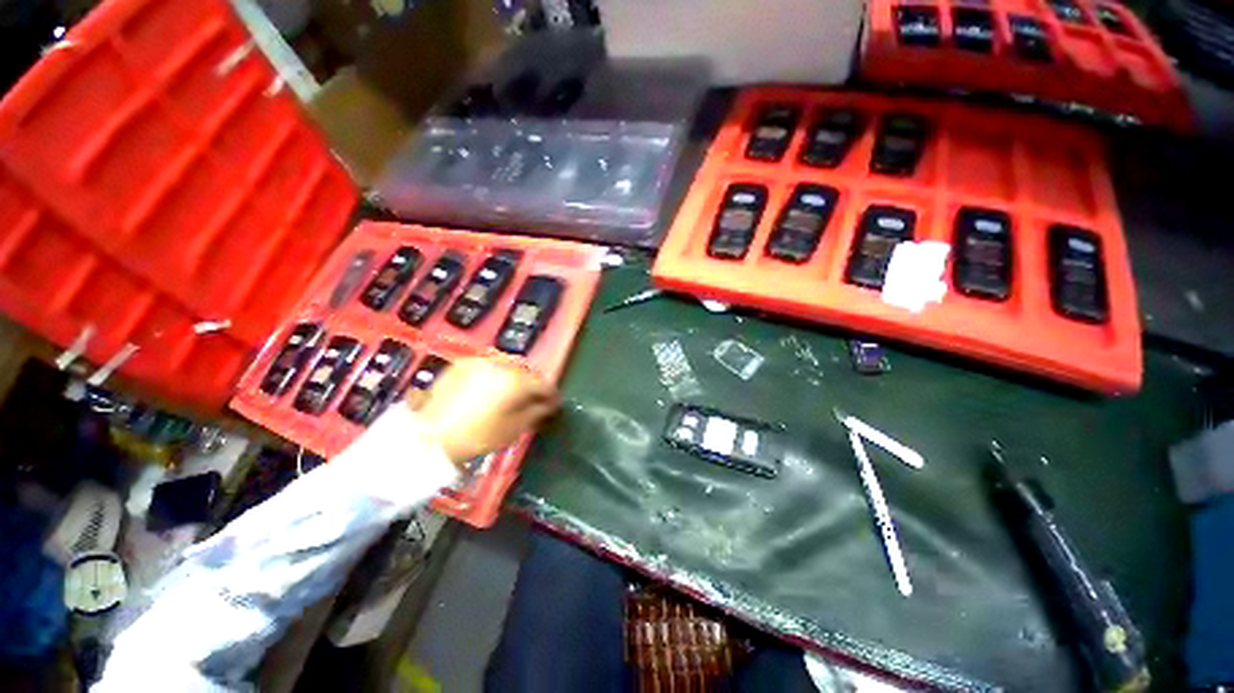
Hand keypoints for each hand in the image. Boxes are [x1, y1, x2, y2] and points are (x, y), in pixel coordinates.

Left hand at [408, 357, 559, 466]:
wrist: (429, 436)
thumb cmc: (477, 436)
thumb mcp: (514, 428)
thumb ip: (536, 412)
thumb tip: (548, 404)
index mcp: (516, 381)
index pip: (543, 383)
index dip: (552, 395)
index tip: (554, 405)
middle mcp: (500, 364)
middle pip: (527, 370)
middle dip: (534, 383)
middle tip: (535, 398)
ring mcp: (480, 361)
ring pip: (508, 363)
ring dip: (516, 375)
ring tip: (514, 391)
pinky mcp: (463, 363)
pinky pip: (489, 364)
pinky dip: (497, 373)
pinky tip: (493, 387)